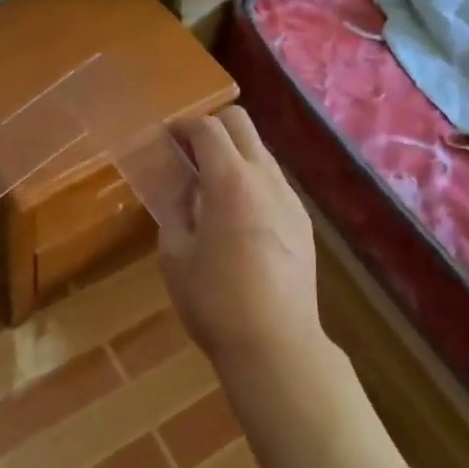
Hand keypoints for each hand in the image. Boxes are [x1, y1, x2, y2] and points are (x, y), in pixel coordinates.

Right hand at [159, 107, 322, 375]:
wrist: (276, 345)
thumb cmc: (215, 302)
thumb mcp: (175, 256)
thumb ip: (175, 210)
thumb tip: (181, 189)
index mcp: (230, 181)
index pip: (207, 128)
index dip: (182, 126)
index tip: (166, 138)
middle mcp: (265, 177)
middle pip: (241, 122)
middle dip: (212, 126)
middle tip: (189, 152)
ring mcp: (289, 197)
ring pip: (261, 150)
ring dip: (234, 153)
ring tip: (212, 186)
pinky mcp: (302, 220)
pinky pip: (273, 181)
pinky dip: (252, 179)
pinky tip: (239, 215)